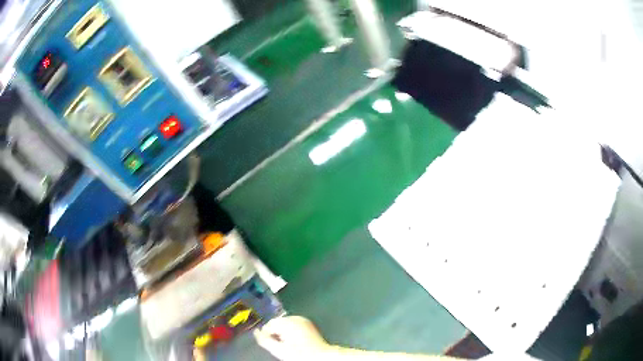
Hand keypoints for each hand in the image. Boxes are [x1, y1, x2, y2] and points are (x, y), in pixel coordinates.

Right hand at [254, 316, 330, 360]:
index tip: (270, 343)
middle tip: (279, 345)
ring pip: (284, 323)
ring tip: (287, 343)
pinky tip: (294, 340)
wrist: (320, 356)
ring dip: (282, 331)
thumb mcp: (278, 349)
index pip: (268, 325)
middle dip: (275, 332)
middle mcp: (295, 317)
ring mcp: (302, 319)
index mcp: (286, 322)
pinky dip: (290, 330)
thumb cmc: (300, 354)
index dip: (267, 335)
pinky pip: (293, 324)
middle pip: (276, 323)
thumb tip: (255, 332)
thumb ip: (264, 340)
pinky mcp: (308, 323)